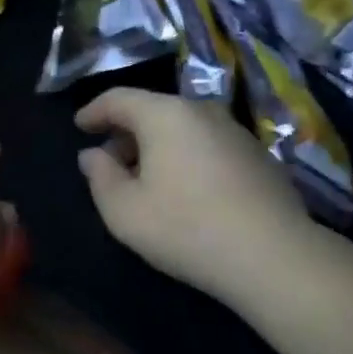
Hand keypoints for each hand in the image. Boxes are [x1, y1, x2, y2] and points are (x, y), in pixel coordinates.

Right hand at [76, 89, 309, 306]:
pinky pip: (208, 143)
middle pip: (152, 110)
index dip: (94, 111)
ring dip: (158, 146)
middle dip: (126, 133)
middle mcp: (201, 109)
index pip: (119, 98)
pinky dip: (187, 155)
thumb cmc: (186, 228)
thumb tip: (92, 155)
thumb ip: (100, 177)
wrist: (273, 255)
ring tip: (146, 178)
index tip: (79, 126)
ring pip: (183, 127)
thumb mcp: (124, 211)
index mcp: (164, 114)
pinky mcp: (258, 153)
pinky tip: (186, 189)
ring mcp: (235, 129)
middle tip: (109, 162)